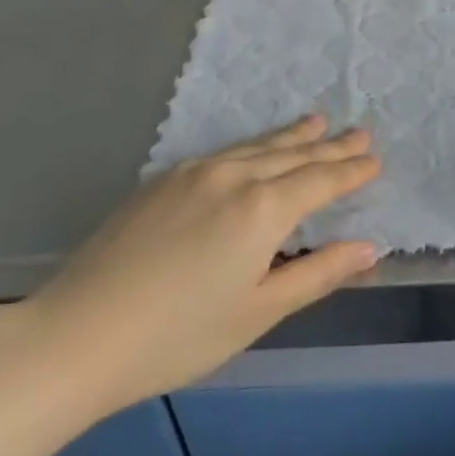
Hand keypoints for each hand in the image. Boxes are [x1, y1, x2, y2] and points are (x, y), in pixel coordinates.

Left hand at [22, 115, 380, 412]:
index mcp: (264, 208)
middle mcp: (235, 175)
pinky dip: (255, 145)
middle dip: (330, 145)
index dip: (351, 171)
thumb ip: (317, 274)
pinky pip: (226, 151)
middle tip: (360, 131)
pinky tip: (257, 148)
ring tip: (319, 120)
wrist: (79, 332)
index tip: (375, 159)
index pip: (321, 181)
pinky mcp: (165, 178)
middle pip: (293, 154)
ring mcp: (196, 171)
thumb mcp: (257, 312)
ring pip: (258, 146)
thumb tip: (368, 248)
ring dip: (293, 136)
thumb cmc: (179, 335)